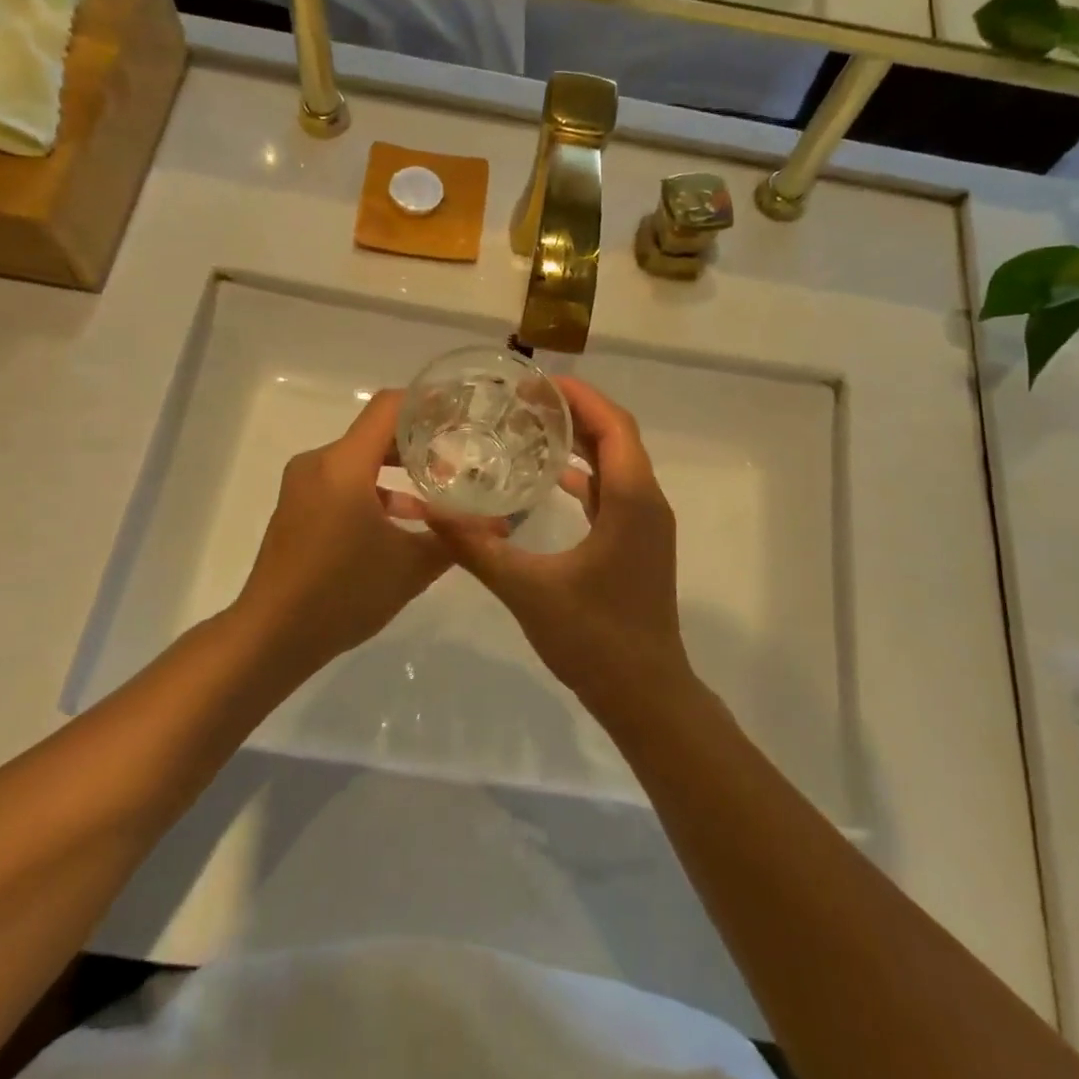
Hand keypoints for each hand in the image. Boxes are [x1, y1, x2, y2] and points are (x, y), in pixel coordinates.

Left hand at [235, 390, 451, 670]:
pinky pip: (343, 480)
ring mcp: (304, 485)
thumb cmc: (343, 594)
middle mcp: (319, 463)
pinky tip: (405, 519)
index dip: (428, 403)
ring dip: (398, 469)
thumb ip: (456, 538)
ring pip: (360, 458)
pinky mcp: (298, 506)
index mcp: (344, 465)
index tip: (462, 413)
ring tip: (439, 489)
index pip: (390, 407)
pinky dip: (375, 489)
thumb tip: (498, 525)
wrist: (271, 636)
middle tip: (461, 454)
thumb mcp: (411, 567)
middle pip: (376, 431)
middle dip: (419, 441)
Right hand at [431, 378, 689, 714]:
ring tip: (533, 426)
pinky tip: (549, 479)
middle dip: (576, 412)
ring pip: (617, 464)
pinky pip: (613, 491)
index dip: (579, 396)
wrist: (646, 694)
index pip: (612, 426)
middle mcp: (646, 502)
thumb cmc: (594, 638)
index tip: (536, 383)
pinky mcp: (638, 543)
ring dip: (582, 441)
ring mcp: (646, 524)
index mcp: (631, 500)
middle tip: (524, 401)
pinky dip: (585, 475)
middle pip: (617, 437)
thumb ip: (478, 548)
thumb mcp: (528, 590)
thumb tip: (431, 511)